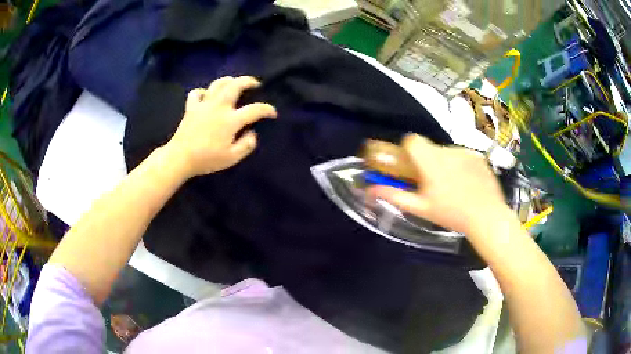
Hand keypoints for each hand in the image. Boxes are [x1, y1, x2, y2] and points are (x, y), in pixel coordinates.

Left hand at [166, 76, 276, 177]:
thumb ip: (246, 145)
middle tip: (255, 83)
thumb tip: (253, 133)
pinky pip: (197, 93)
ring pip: (217, 84)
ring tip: (234, 82)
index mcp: (231, 120)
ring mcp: (204, 105)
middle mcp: (219, 107)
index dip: (267, 109)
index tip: (273, 113)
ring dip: (228, 80)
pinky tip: (206, 96)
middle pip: (235, 85)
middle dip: (248, 81)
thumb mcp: (231, 158)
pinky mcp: (191, 107)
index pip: (254, 110)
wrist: (180, 158)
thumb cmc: (207, 159)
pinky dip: (203, 92)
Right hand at [368, 134, 512, 239]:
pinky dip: (460, 166)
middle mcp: (447, 151)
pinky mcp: (478, 157)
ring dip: (444, 164)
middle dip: (426, 161)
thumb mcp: (420, 208)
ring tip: (453, 187)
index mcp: (430, 161)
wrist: (487, 216)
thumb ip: (394, 196)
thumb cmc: (451, 214)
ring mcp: (465, 152)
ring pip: (446, 152)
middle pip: (429, 148)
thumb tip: (369, 190)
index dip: (407, 149)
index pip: (412, 140)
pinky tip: (467, 184)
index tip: (410, 165)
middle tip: (432, 184)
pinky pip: (462, 156)